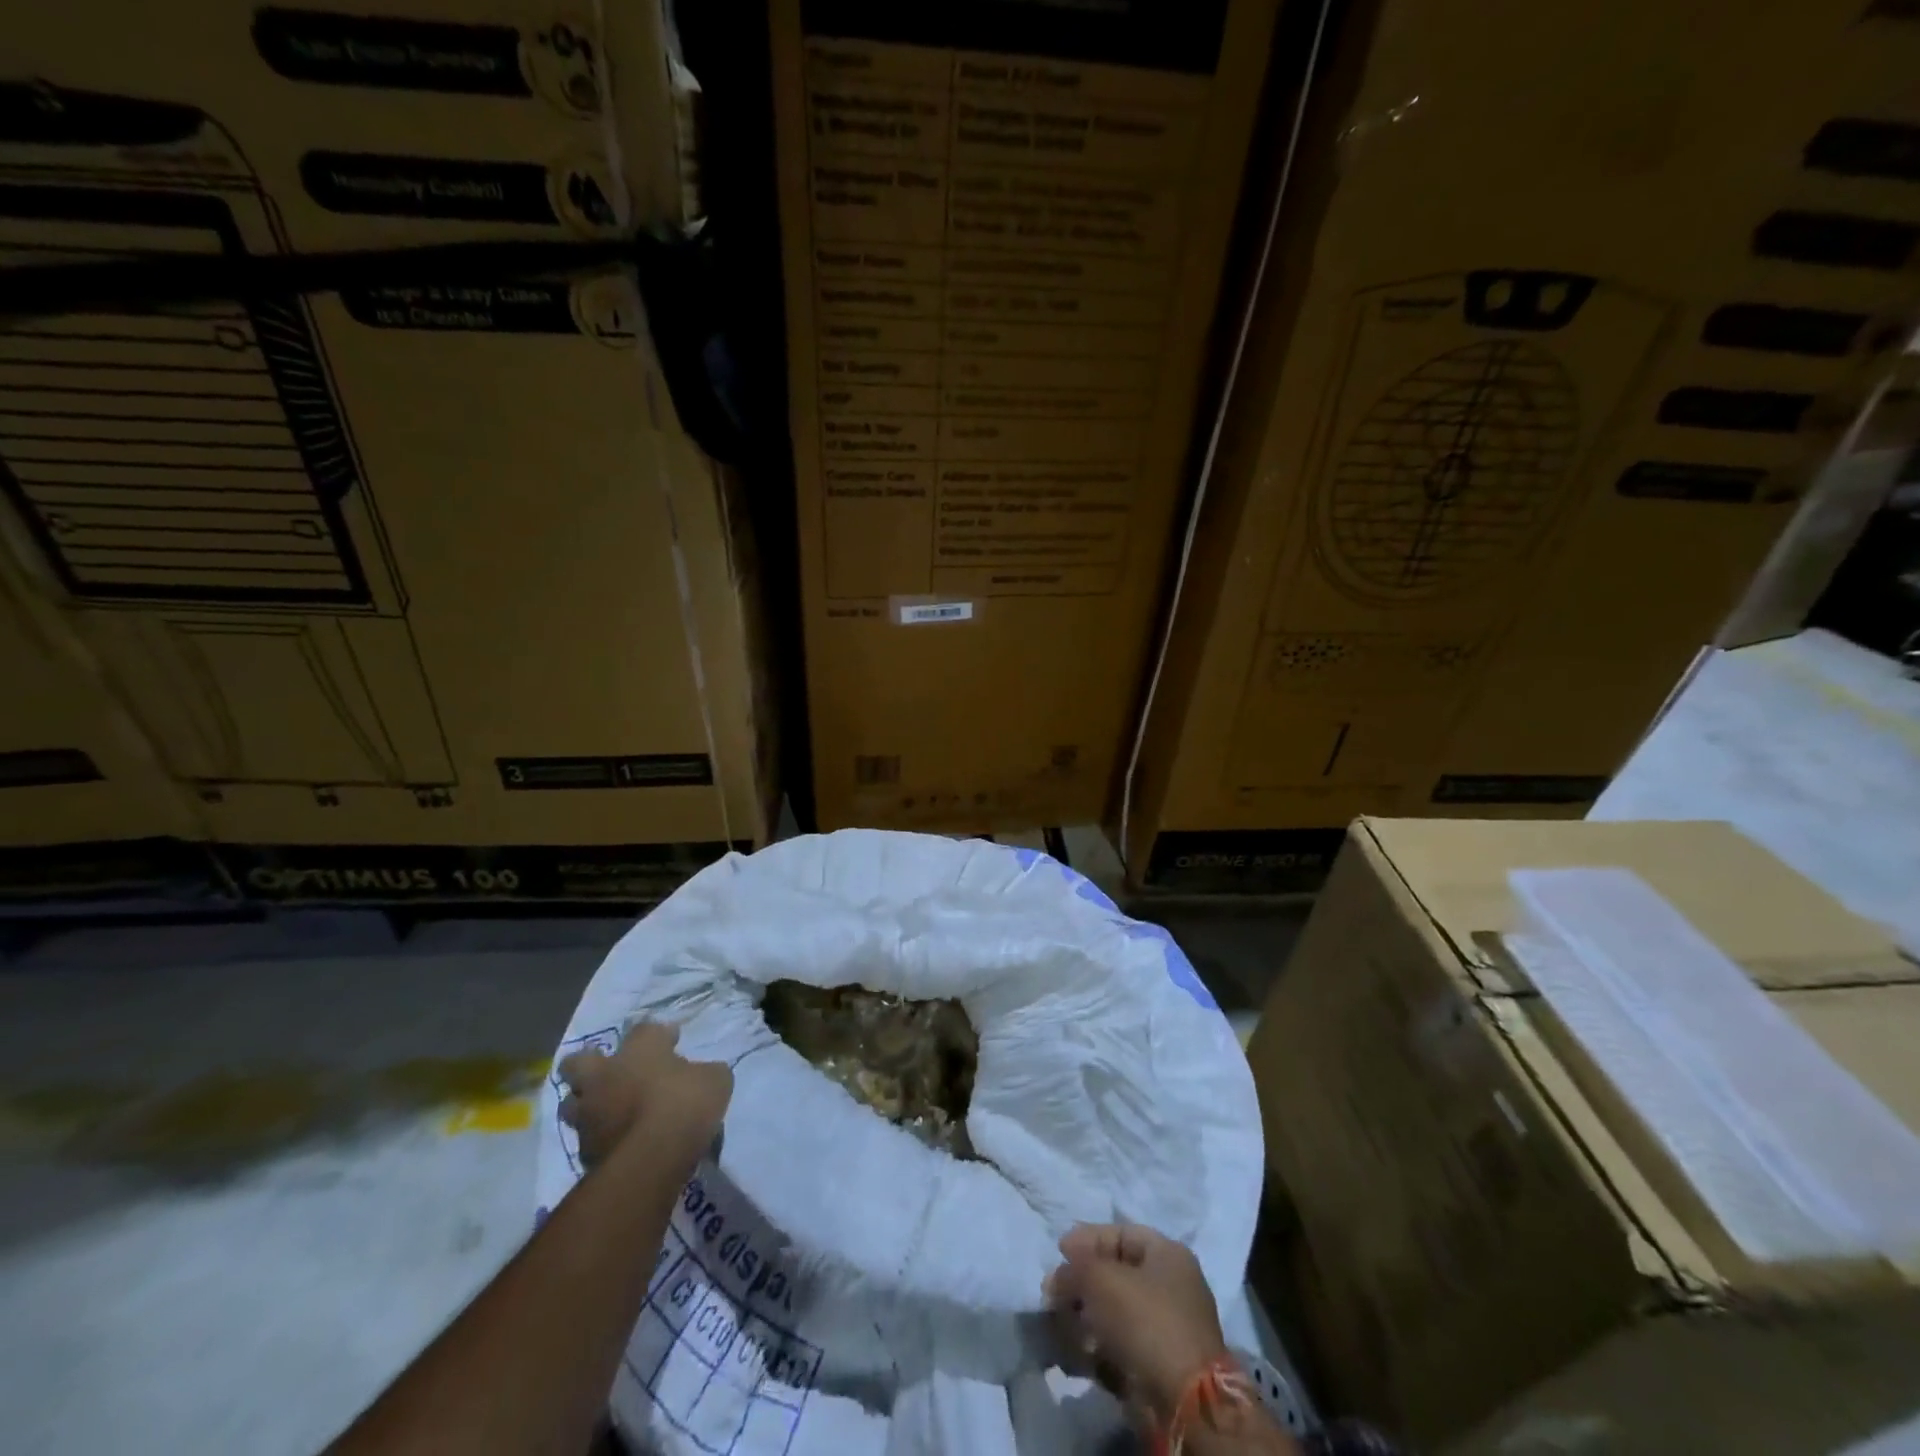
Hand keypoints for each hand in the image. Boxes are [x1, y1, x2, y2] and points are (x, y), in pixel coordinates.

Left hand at [558, 1021, 731, 1167]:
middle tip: (610, 1070)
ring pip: (572, 1102)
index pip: (644, 1029)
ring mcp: (589, 1114)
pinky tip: (616, 1141)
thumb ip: (704, 1073)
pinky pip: (586, 1137)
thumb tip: (702, 1076)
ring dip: (586, 1103)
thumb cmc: (685, 1105)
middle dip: (589, 1063)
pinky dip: (598, 1137)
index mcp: (639, 1050)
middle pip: (578, 1061)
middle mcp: (606, 1075)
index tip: (672, 1041)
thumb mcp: (715, 1081)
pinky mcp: (583, 1150)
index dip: (659, 1034)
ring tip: (607, 1110)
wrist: (651, 1160)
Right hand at [1043, 1223, 1229, 1421]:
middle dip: (1081, 1283)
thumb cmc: (1144, 1320)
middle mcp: (1171, 1288)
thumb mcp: (1100, 1278)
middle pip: (1115, 1275)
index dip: (1087, 1239)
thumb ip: (1073, 1269)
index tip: (1059, 1252)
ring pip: (1113, 1314)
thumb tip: (1057, 1278)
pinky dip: (1095, 1349)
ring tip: (1060, 1327)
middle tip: (1054, 1294)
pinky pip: (1118, 1347)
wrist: (1182, 1404)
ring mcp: (1165, 1330)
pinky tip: (1076, 1355)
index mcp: (1168, 1255)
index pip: (1120, 1234)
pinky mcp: (1156, 1368)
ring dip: (1084, 1318)